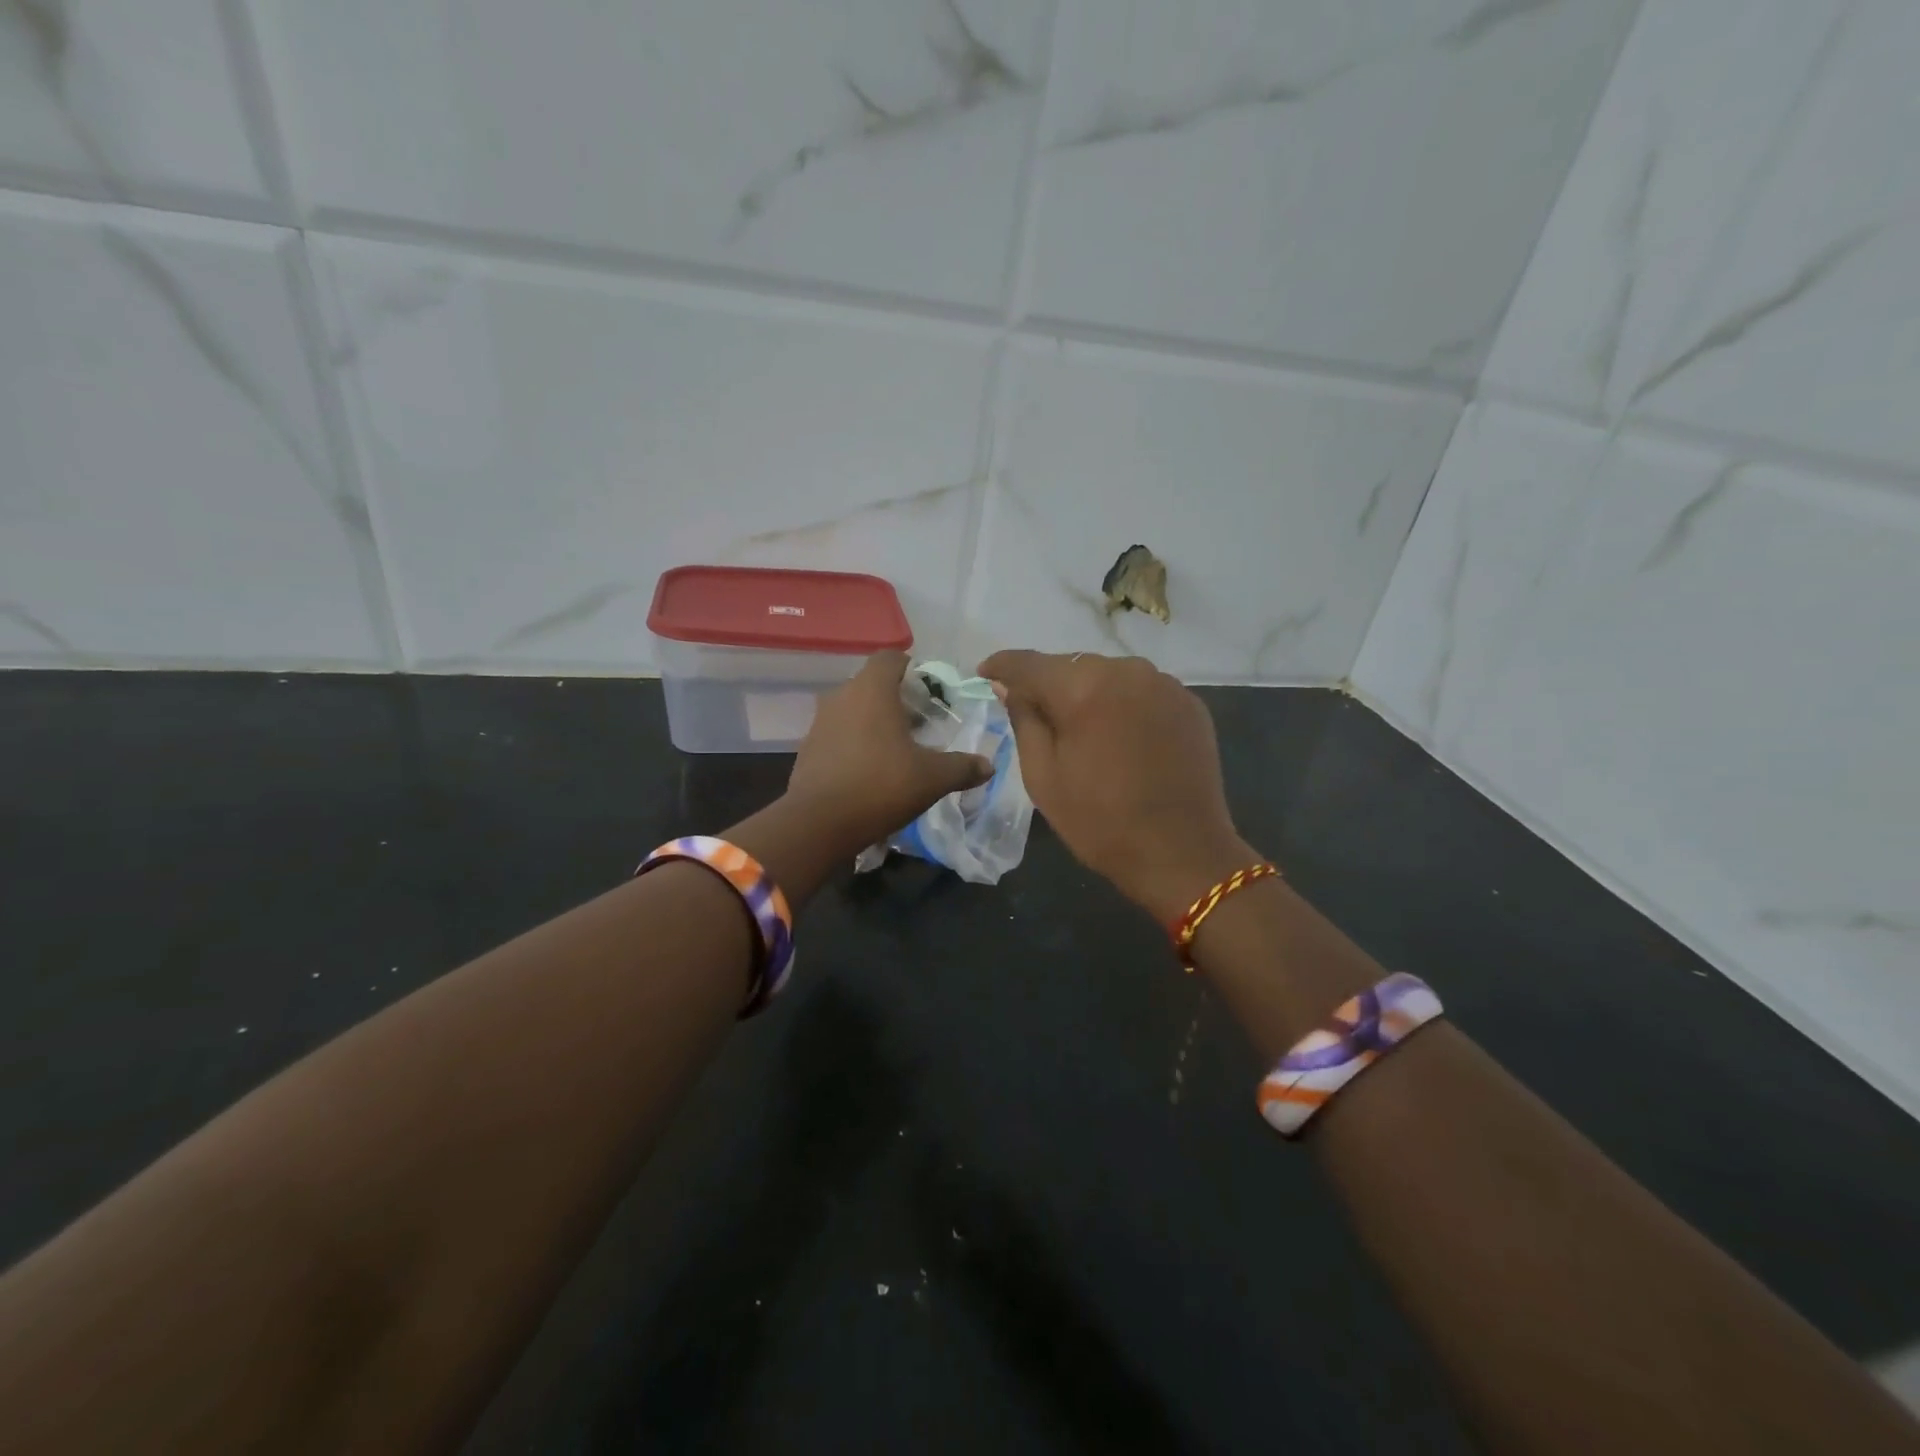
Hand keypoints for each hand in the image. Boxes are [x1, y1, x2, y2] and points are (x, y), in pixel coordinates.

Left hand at [786, 651, 992, 851]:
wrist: (818, 824)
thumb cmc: (880, 786)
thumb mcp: (932, 778)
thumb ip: (962, 767)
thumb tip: (988, 766)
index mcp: (872, 690)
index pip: (890, 658)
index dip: (912, 668)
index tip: (930, 693)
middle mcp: (842, 696)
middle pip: (872, 684)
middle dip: (897, 699)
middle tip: (921, 725)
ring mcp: (820, 722)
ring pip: (853, 709)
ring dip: (874, 722)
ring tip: (898, 749)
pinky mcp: (808, 749)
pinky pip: (838, 734)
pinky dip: (855, 742)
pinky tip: (870, 770)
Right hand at [979, 651, 1252, 922]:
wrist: (1182, 852)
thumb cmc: (1100, 821)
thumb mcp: (1043, 776)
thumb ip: (1023, 720)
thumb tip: (1010, 687)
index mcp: (1083, 687)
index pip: (1029, 664)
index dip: (1002, 666)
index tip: (985, 672)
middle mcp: (1125, 671)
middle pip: (1072, 666)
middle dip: (1049, 685)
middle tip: (1034, 713)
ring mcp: (1164, 684)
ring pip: (1108, 676)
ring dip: (1089, 693)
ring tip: (1082, 728)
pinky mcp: (1189, 703)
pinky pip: (1141, 691)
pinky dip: (1123, 705)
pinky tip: (1121, 736)